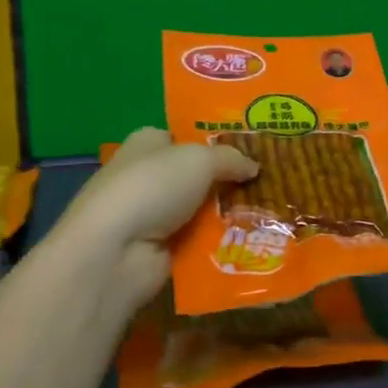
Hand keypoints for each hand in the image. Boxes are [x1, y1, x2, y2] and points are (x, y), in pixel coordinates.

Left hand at [53, 128, 258, 320]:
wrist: (116, 251)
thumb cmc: (153, 187)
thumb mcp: (200, 159)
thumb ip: (231, 159)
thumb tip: (254, 167)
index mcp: (148, 143)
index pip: (183, 137)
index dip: (215, 142)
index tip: (252, 151)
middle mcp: (148, 176)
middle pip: (197, 176)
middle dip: (229, 181)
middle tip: (270, 184)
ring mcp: (152, 216)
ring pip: (202, 210)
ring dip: (230, 214)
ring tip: (272, 214)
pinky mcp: (159, 250)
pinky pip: (199, 242)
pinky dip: (221, 243)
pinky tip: (252, 242)